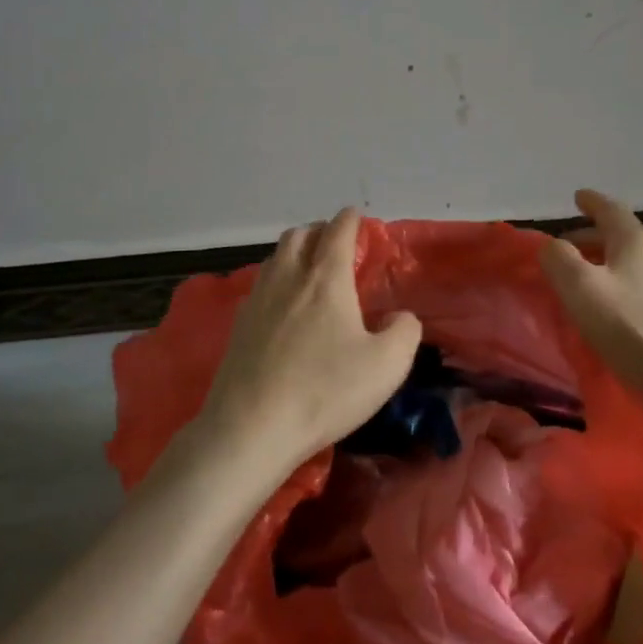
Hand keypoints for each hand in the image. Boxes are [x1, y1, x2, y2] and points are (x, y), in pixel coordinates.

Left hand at [195, 207, 422, 484]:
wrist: (252, 426)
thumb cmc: (325, 390)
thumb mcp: (387, 365)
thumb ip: (404, 332)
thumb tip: (400, 317)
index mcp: (325, 278)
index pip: (338, 231)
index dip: (350, 219)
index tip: (357, 217)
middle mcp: (288, 277)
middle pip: (299, 235)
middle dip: (319, 230)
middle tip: (336, 244)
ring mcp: (257, 299)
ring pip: (275, 257)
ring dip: (295, 252)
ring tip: (310, 270)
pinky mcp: (238, 324)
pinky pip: (260, 285)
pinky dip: (276, 280)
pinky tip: (283, 305)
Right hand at [539, 189, 642, 405]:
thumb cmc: (635, 328)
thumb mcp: (582, 290)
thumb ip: (559, 260)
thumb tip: (552, 245)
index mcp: (636, 242)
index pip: (611, 210)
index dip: (592, 202)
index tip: (578, 197)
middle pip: (623, 236)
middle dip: (593, 237)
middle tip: (568, 248)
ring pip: (636, 263)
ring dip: (610, 264)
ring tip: (589, 281)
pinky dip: (625, 286)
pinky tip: (618, 309)